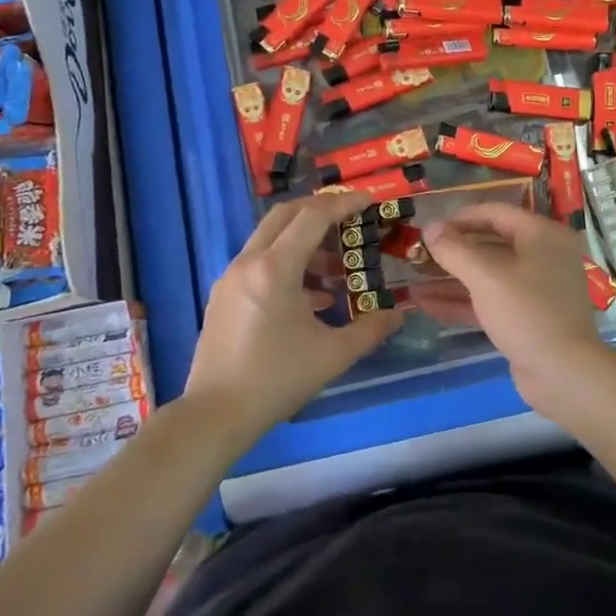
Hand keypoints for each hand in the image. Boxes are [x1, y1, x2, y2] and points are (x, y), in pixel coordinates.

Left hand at [185, 192, 401, 442]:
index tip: (369, 200)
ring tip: (336, 266)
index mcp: (275, 269)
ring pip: (270, 239)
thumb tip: (399, 313)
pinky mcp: (223, 296)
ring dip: (304, 240)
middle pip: (285, 215)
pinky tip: (311, 296)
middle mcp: (248, 263)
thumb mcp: (333, 355)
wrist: (215, 415)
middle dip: (320, 210)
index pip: (313, 217)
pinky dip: (287, 263)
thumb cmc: (276, 380)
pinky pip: (259, 262)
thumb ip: (370, 329)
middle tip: (351, 218)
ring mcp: (230, 278)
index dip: (344, 204)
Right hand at [416, 204, 607, 409]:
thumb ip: (454, 249)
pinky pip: (490, 301)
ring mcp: (536, 289)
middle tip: (417, 256)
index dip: (459, 218)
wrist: (563, 373)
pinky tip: (427, 306)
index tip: (428, 228)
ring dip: (451, 280)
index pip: (495, 213)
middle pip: (490, 244)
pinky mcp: (527, 317)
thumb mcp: (485, 276)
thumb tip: (429, 227)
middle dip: (451, 252)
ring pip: (487, 276)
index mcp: (542, 235)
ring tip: (413, 282)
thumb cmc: (526, 312)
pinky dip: (462, 302)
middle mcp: (543, 256)